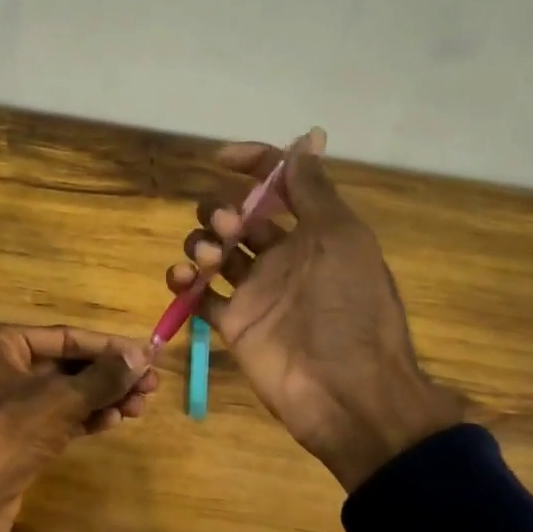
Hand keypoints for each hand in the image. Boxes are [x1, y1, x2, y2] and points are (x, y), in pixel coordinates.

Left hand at [0, 325, 157, 531]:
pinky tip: (115, 421)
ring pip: (64, 393)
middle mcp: (0, 366)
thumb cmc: (8, 433)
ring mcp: (6, 404)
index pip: (65, 336)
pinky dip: (85, 418)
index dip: (109, 346)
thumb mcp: (60, 399)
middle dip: (109, 375)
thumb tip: (142, 355)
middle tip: (151, 386)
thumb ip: (104, 376)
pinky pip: (57, 418)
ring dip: (102, 398)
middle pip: (66, 364)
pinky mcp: (15, 437)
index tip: (149, 355)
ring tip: (141, 407)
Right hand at [167, 130, 462, 492]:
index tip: (222, 159)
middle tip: (229, 229)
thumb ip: (314, 191)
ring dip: (200, 243)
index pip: (276, 185)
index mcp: (312, 232)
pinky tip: (184, 281)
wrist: (346, 391)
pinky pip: (197, 295)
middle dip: (221, 211)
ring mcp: (253, 291)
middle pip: (235, 216)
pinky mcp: (231, 323)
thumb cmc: (349, 309)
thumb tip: (302, 140)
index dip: (252, 164)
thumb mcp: (342, 239)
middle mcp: (280, 256)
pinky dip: (183, 283)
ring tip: (206, 262)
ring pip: (211, 251)